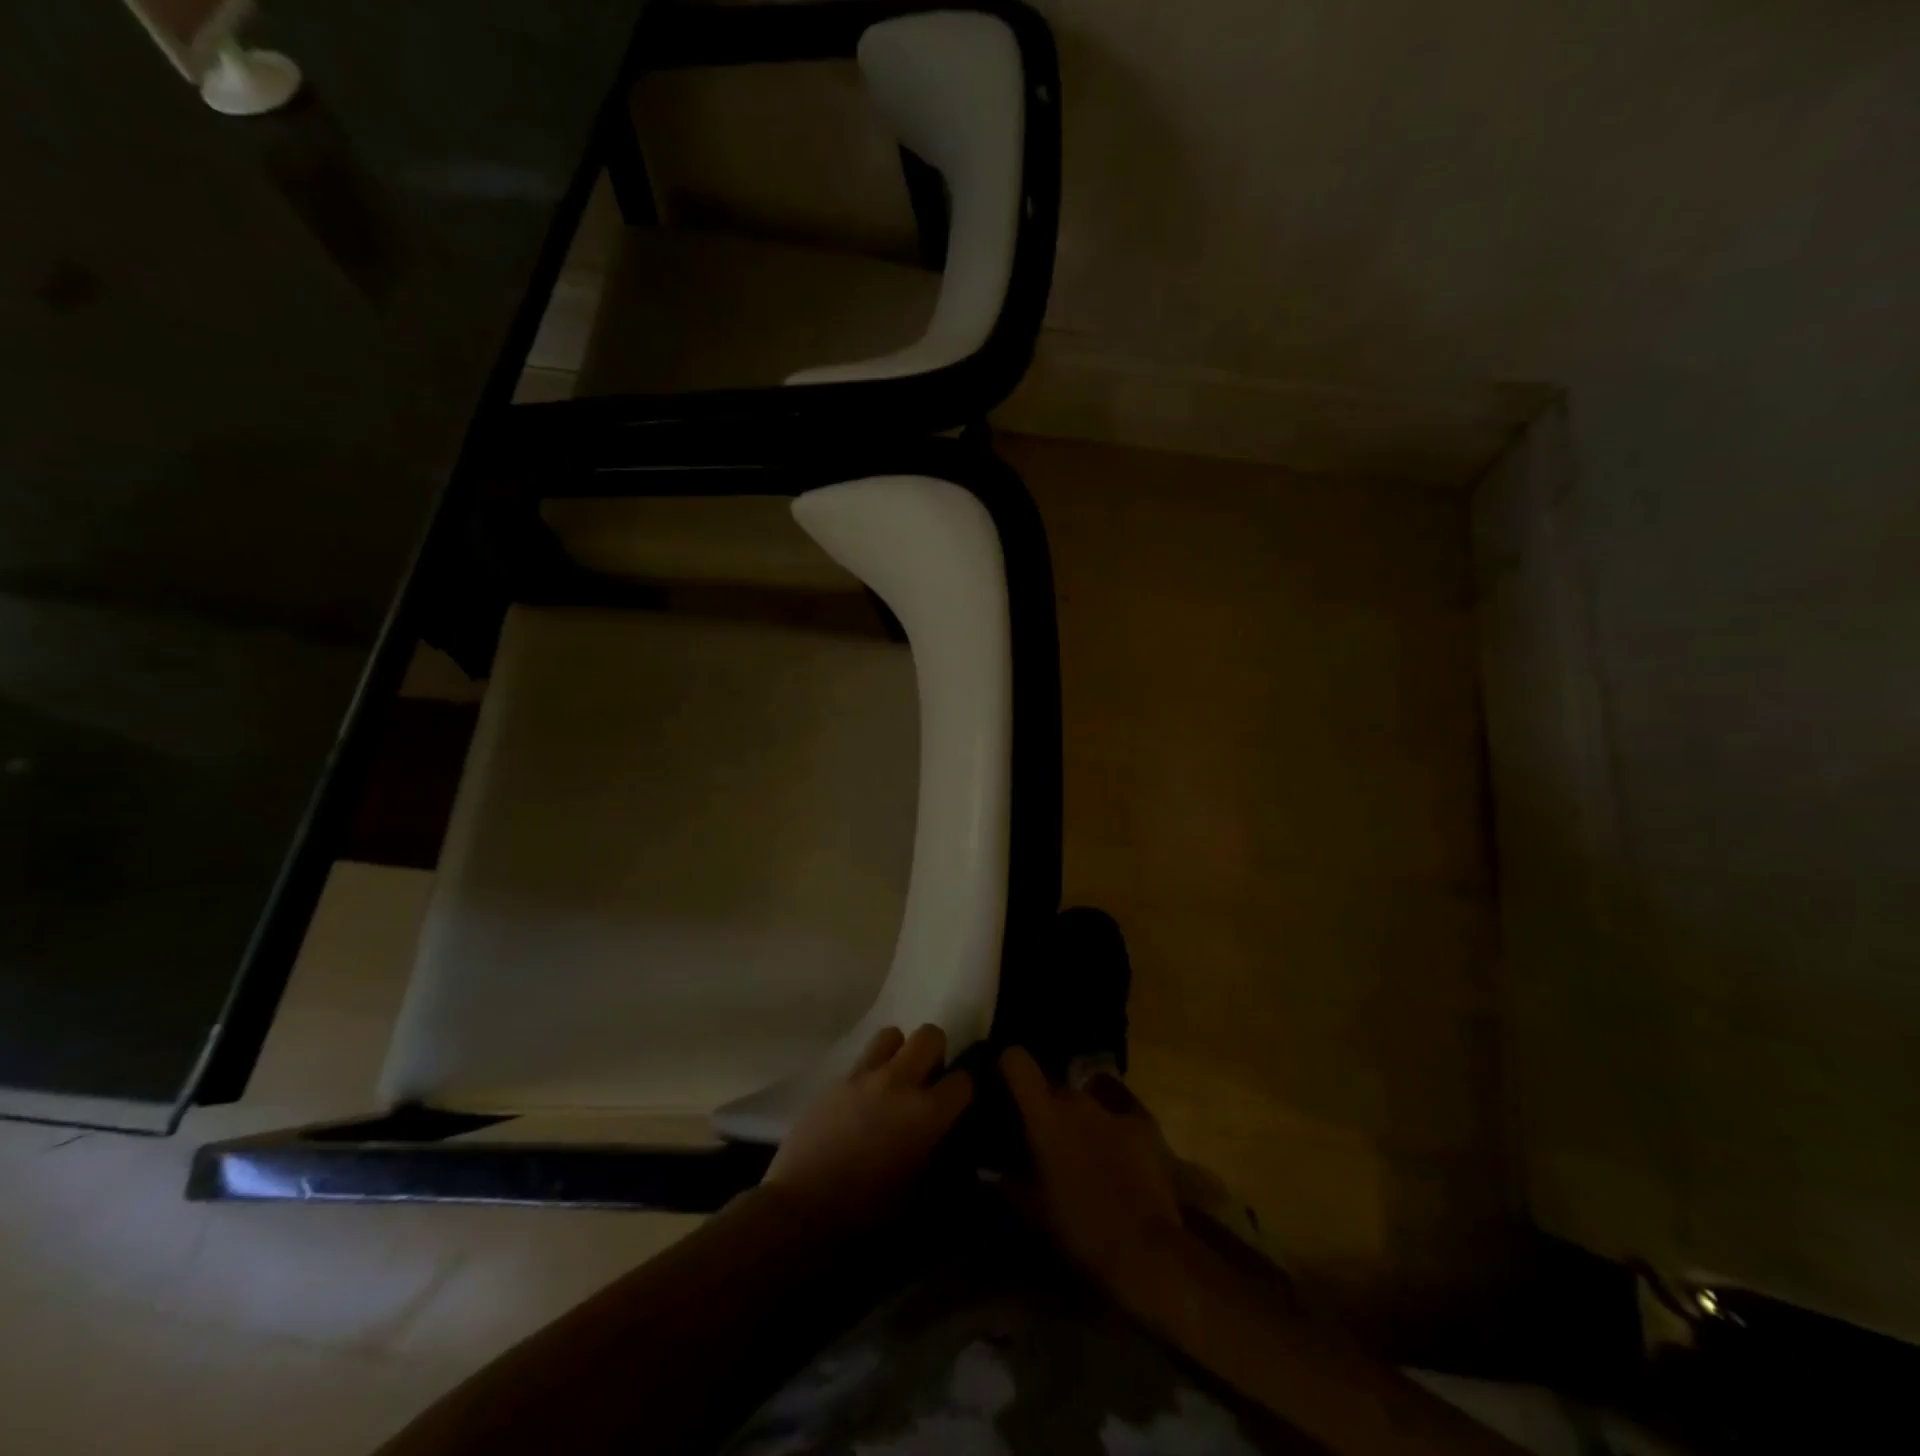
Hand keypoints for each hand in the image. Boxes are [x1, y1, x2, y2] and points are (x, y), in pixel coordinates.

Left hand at [764, 1025, 973, 1227]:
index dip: (963, 1091)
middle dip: (935, 1054)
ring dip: (899, 1053)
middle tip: (927, 1082)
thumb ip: (940, 1158)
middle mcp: (899, 1082)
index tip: (956, 1106)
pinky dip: (870, 1072)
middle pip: (930, 1035)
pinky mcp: (835, 1080)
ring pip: (892, 1034)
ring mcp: (864, 1076)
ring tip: (893, 1081)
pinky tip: (862, 1101)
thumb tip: (948, 1143)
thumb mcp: (919, 1193)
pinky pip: (861, 1060)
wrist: (803, 1211)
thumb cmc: (868, 1214)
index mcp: (926, 1113)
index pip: (963, 1080)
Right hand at [1000, 1046, 1184, 1290]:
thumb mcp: (1033, 1210)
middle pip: (1054, 1086)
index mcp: (1045, 1113)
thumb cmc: (1078, 1228)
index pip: (1017, 1060)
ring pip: (1087, 1098)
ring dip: (1079, 1116)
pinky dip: (1113, 1123)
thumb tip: (991, 1169)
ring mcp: (1114, 1108)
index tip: (1004, 1082)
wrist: (1144, 1249)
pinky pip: (1121, 1109)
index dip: (1008, 1065)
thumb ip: (1008, 1181)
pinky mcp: (1144, 1123)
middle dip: (1047, 1106)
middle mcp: (1077, 1099)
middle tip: (1044, 1138)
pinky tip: (1116, 1149)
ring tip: (1081, 1148)